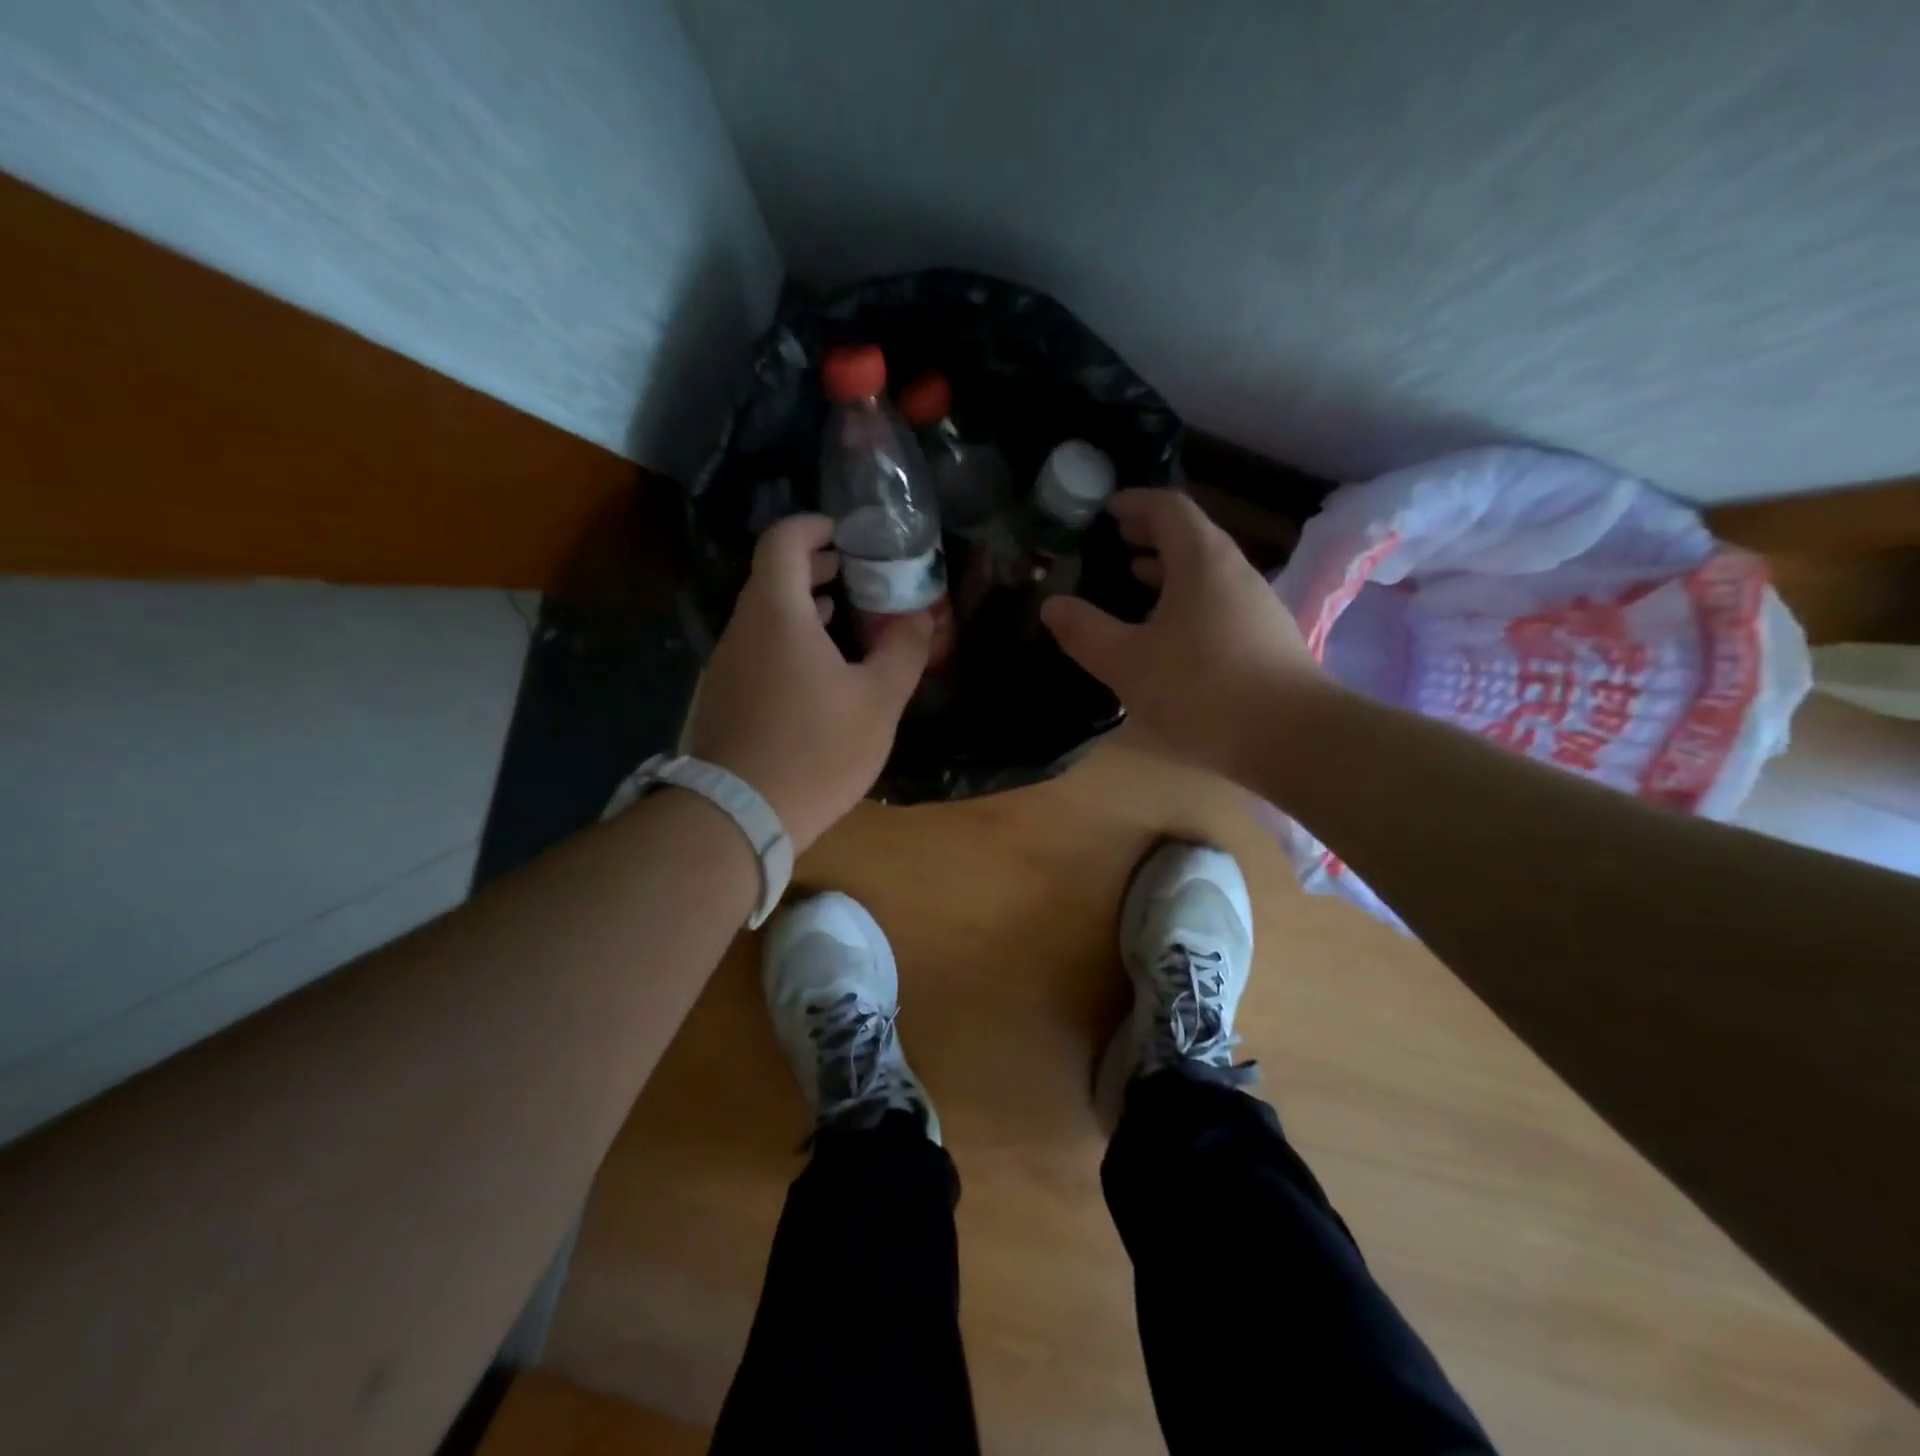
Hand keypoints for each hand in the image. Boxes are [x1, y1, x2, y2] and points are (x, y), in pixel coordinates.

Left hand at [682, 513, 932, 852]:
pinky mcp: (722, 697)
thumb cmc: (816, 749)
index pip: (782, 542)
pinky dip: (786, 640)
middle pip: (770, 577)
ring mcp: (726, 665)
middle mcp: (742, 629)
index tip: (845, 533)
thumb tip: (923, 618)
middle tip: (851, 572)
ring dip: (800, 606)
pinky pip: (756, 649)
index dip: (813, 526)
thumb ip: (903, 652)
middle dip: (812, 566)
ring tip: (840, 616)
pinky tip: (815, 672)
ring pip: (762, 616)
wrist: (739, 815)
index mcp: (777, 614)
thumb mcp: (877, 701)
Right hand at [1040, 488, 1330, 780]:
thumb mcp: (1128, 663)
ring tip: (1131, 586)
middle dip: (1148, 536)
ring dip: (1166, 573)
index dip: (1134, 503)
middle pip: (1189, 536)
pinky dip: (1185, 602)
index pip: (1168, 507)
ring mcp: (1255, 606)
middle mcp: (1234, 572)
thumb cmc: (1202, 689)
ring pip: (1204, 573)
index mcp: (1201, 561)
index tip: (1104, 510)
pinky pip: (1216, 603)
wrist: (1293, 739)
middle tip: (1112, 546)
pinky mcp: (1265, 639)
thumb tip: (1052, 605)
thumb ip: (1086, 632)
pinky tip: (1166, 638)